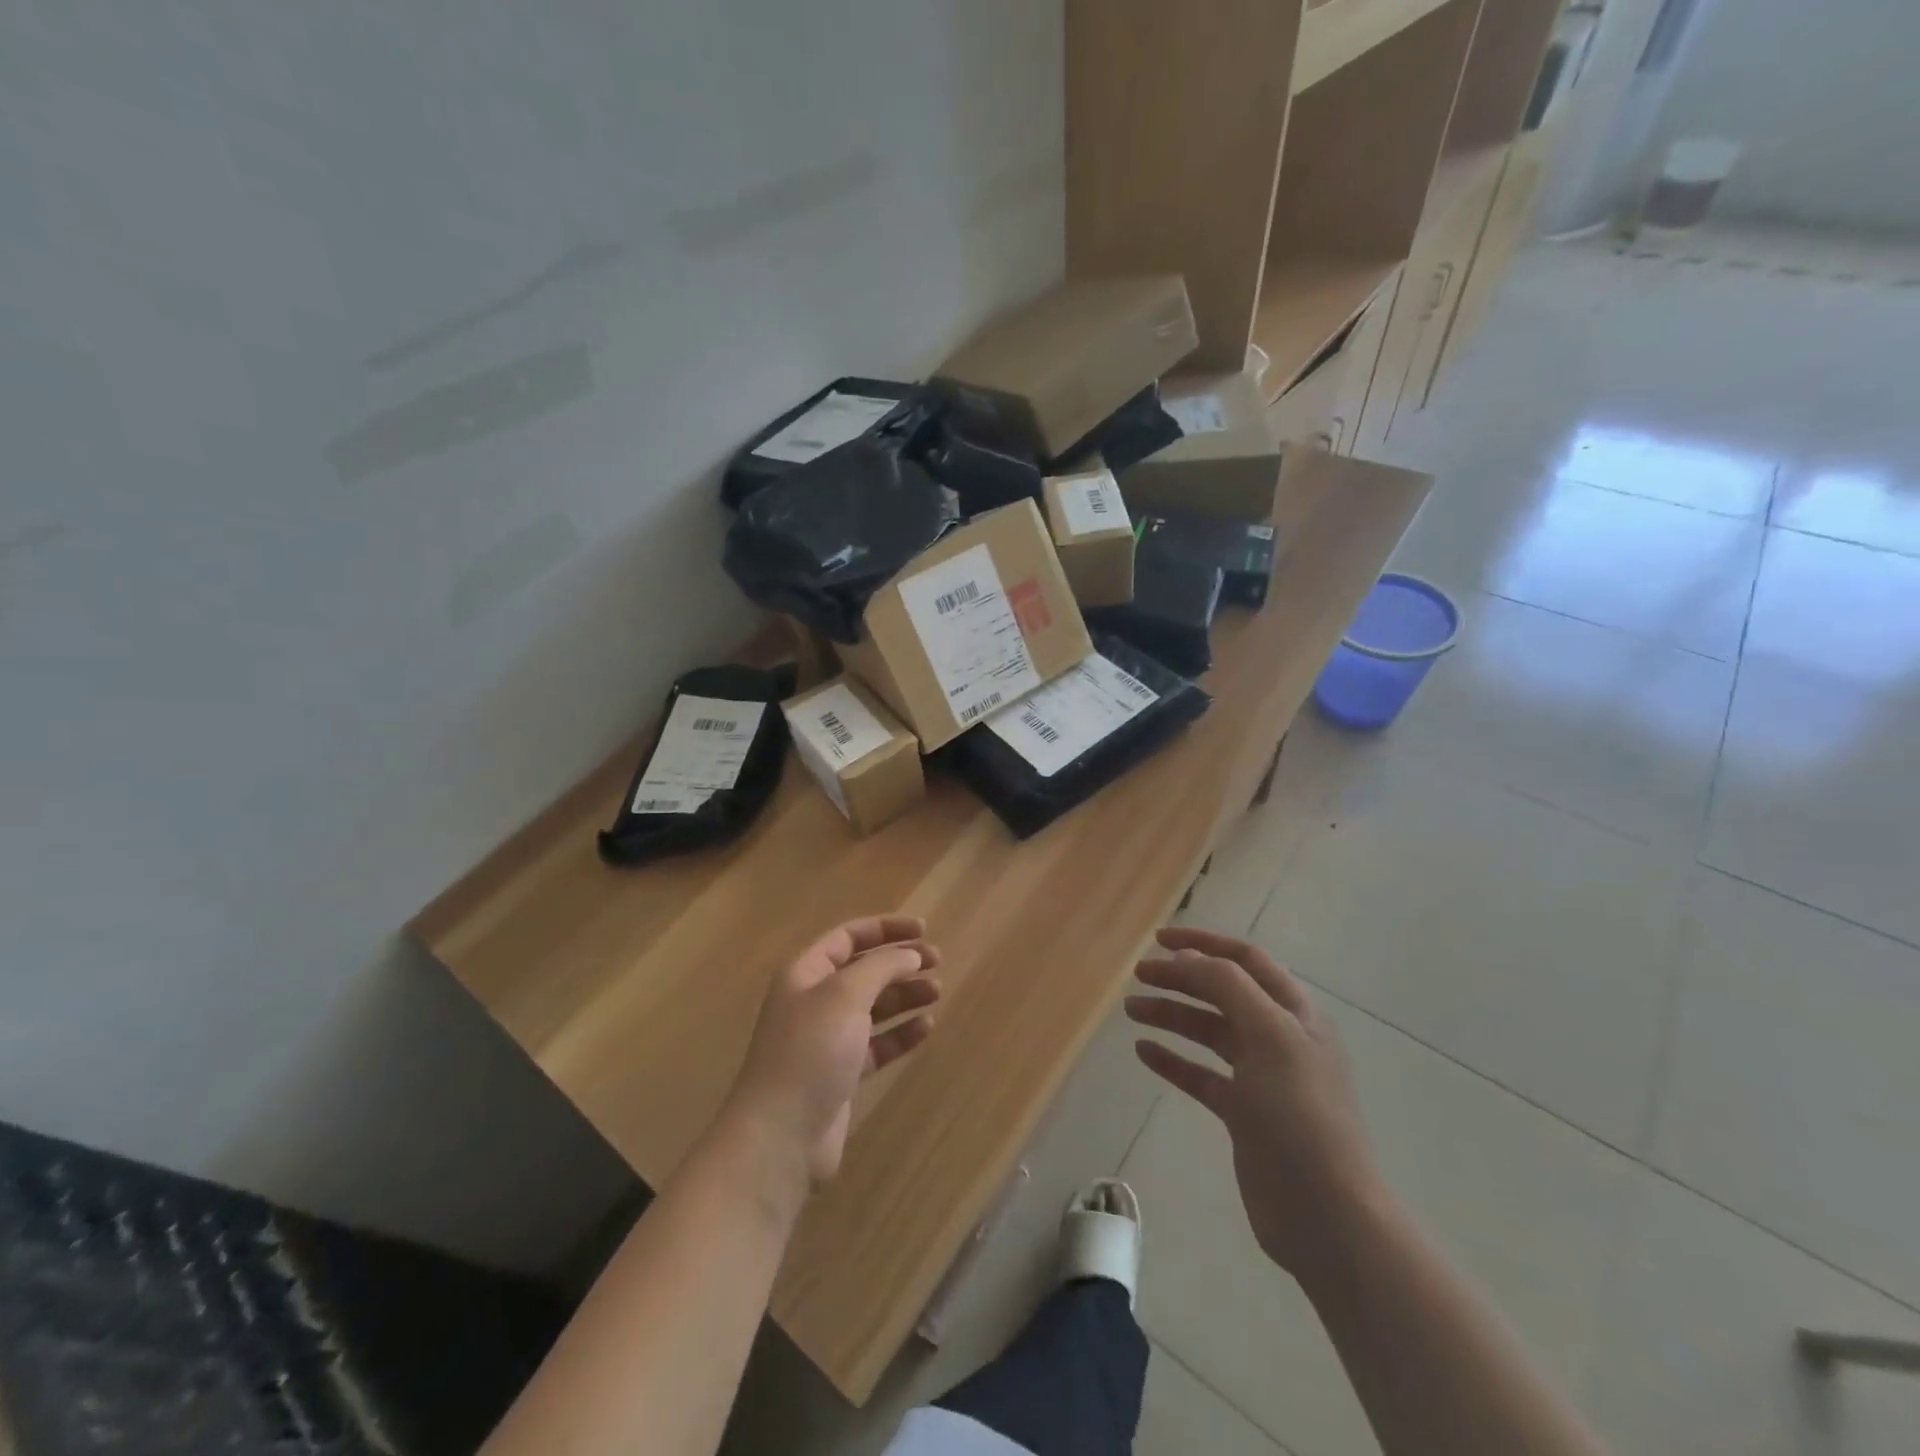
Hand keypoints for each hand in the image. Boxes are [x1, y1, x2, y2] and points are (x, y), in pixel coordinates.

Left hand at [723, 915, 941, 1192]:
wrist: (781, 1135)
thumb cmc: (810, 1051)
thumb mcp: (845, 995)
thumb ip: (881, 967)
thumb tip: (910, 955)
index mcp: (806, 972)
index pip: (849, 937)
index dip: (886, 928)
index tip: (924, 929)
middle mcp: (815, 1000)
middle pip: (863, 970)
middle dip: (900, 962)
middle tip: (937, 961)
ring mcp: (827, 1039)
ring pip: (873, 1006)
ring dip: (905, 996)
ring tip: (937, 992)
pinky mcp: (841, 1073)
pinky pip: (877, 1043)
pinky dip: (901, 1033)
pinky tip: (926, 1027)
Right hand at [1125, 926, 1383, 1277]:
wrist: (1326, 1214)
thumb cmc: (1300, 1114)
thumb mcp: (1270, 1036)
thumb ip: (1229, 988)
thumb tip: (1190, 957)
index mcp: (1295, 1013)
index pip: (1245, 960)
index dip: (1204, 943)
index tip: (1158, 940)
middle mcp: (1279, 1037)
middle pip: (1222, 993)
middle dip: (1180, 978)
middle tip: (1138, 975)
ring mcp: (1261, 1077)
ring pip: (1208, 1032)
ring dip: (1171, 1015)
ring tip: (1131, 1010)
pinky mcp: (1243, 1113)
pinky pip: (1201, 1075)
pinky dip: (1173, 1060)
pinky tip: (1144, 1052)